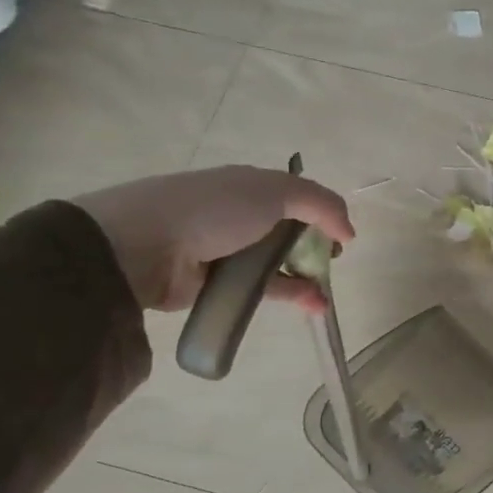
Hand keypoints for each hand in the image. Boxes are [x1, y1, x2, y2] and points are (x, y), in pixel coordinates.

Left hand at [72, 166, 354, 312]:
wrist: (143, 246)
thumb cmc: (214, 209)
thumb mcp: (277, 192)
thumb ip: (321, 205)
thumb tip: (349, 232)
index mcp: (249, 185)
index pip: (296, 196)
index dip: (322, 213)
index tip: (340, 235)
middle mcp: (239, 214)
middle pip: (288, 231)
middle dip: (315, 246)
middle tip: (332, 262)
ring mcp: (227, 250)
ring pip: (278, 263)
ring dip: (306, 277)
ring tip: (326, 294)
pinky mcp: (218, 284)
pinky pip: (263, 290)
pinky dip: (290, 297)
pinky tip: (314, 306)